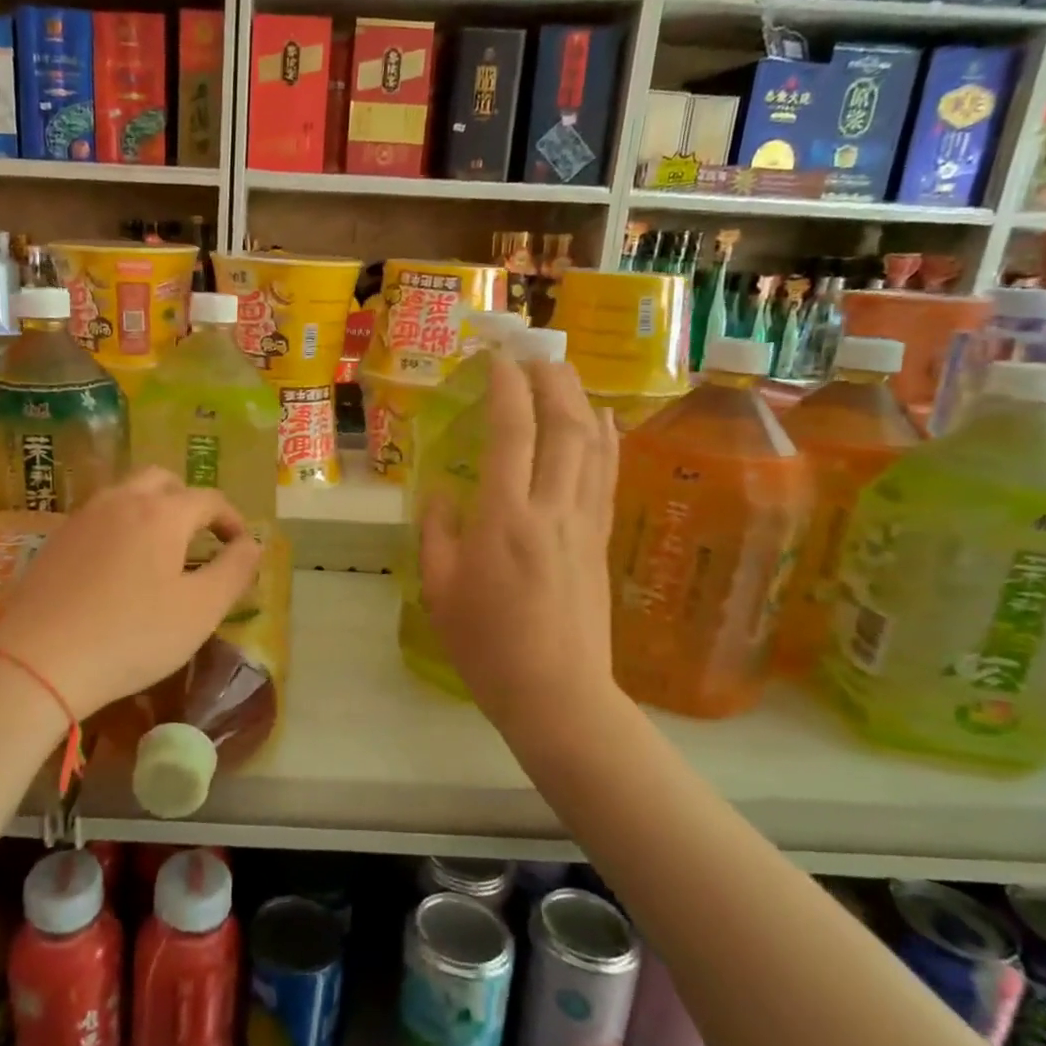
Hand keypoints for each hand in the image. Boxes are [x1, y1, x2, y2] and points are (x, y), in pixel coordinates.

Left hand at [0, 469, 262, 720]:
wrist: (40, 661)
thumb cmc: (133, 636)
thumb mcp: (201, 610)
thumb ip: (235, 571)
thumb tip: (252, 544)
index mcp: (162, 513)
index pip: (208, 499)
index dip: (231, 519)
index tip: (240, 547)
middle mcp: (122, 500)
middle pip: (162, 480)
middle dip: (188, 500)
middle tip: (200, 536)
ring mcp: (83, 517)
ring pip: (126, 493)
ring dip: (152, 508)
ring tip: (161, 548)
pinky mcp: (56, 539)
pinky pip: (99, 516)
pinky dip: (120, 525)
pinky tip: (119, 565)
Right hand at [418, 355, 619, 732]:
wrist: (556, 692)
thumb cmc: (485, 645)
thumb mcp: (439, 589)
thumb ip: (437, 533)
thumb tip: (444, 494)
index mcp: (504, 519)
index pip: (511, 434)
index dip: (506, 388)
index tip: (497, 359)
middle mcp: (551, 509)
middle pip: (563, 427)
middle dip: (551, 380)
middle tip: (534, 353)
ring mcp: (584, 523)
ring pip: (593, 445)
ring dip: (579, 400)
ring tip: (564, 374)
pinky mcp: (601, 540)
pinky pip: (607, 476)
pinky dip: (606, 440)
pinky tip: (603, 420)